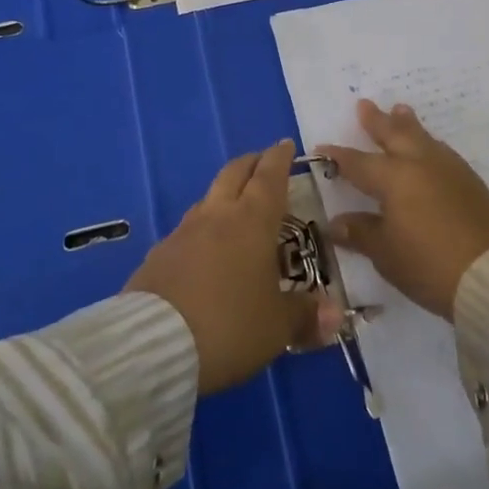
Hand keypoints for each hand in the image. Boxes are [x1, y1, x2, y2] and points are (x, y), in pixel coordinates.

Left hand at [125, 140, 338, 393]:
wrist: (153, 343)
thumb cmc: (229, 325)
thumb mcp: (276, 327)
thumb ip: (305, 316)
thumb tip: (334, 315)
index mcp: (252, 221)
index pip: (269, 176)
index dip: (279, 159)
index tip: (285, 145)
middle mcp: (217, 215)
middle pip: (234, 173)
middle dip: (251, 164)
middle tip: (263, 163)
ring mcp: (183, 232)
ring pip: (208, 198)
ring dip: (225, 194)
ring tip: (236, 207)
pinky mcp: (159, 254)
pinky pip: (187, 229)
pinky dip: (202, 229)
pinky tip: (204, 250)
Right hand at [317, 100, 488, 319]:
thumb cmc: (429, 264)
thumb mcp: (386, 253)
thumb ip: (361, 233)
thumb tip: (336, 222)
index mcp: (393, 178)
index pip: (358, 163)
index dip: (339, 156)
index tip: (322, 147)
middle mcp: (419, 163)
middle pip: (394, 134)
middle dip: (377, 120)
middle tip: (365, 104)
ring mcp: (449, 169)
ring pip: (422, 137)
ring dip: (407, 124)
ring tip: (400, 110)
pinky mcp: (470, 181)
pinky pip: (441, 151)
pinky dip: (428, 143)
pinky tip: (430, 147)